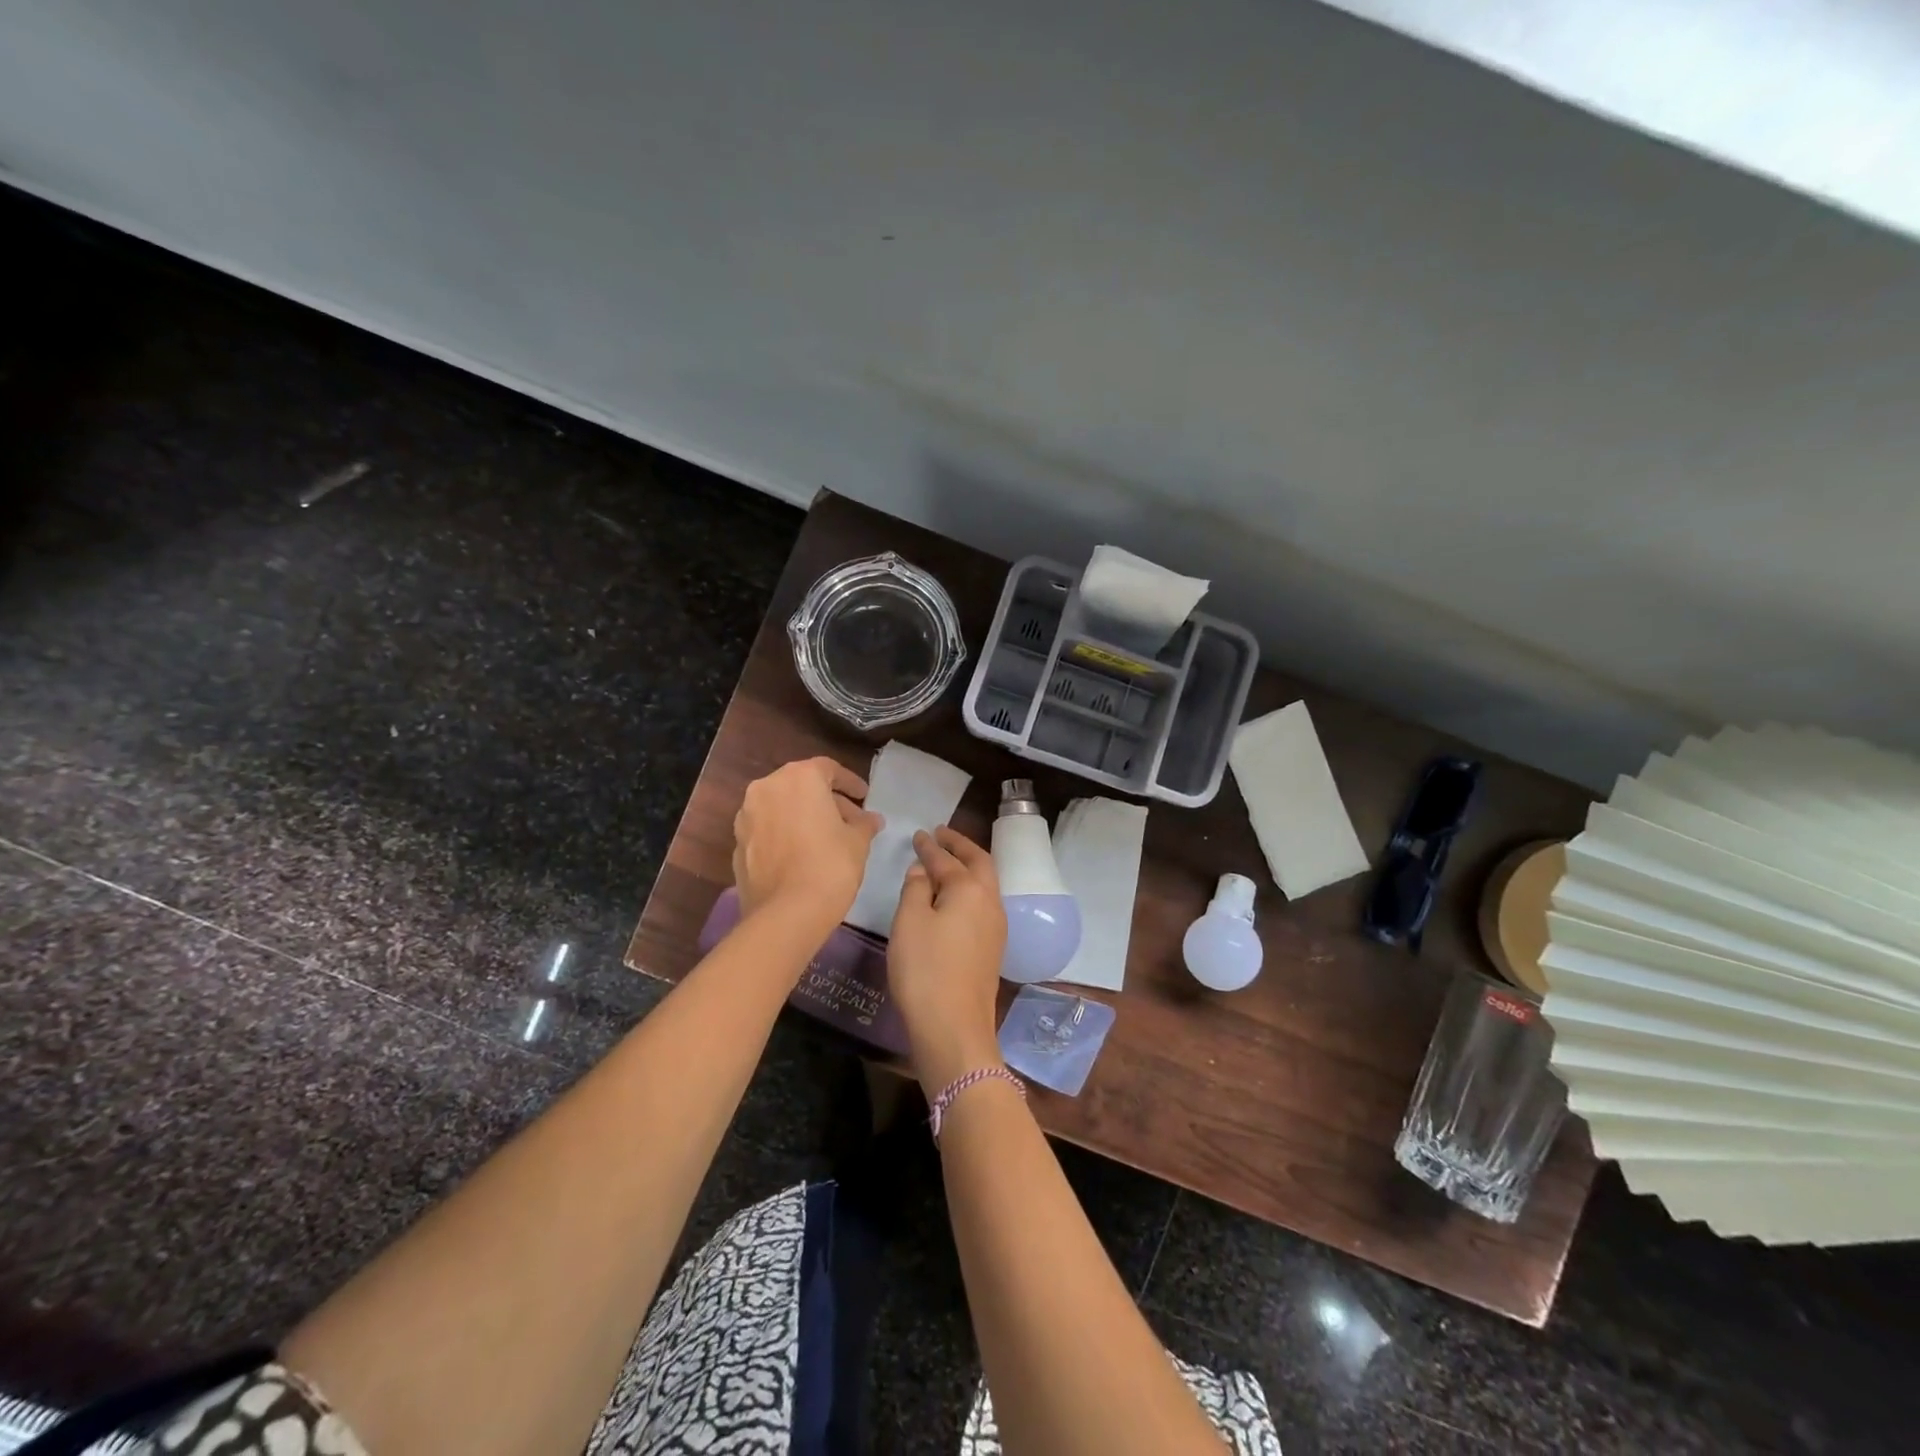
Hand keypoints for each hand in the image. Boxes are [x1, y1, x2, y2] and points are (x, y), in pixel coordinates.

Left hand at [732, 757, 881, 929]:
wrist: (786, 913)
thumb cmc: (830, 865)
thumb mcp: (858, 841)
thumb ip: (864, 823)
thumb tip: (871, 819)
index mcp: (799, 777)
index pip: (829, 769)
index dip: (850, 783)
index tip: (865, 798)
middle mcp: (767, 788)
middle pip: (802, 786)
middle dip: (827, 801)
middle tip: (850, 821)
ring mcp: (747, 816)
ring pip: (781, 807)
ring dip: (803, 817)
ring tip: (826, 839)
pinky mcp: (737, 843)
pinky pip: (767, 830)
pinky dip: (785, 834)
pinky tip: (802, 855)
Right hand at [888, 826, 1007, 1094]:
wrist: (954, 1027)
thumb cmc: (925, 969)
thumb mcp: (909, 922)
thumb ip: (916, 889)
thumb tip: (923, 870)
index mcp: (970, 889)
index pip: (947, 859)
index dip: (930, 846)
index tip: (918, 834)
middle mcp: (990, 902)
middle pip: (979, 863)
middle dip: (960, 846)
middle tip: (941, 835)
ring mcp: (996, 927)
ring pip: (985, 884)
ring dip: (968, 867)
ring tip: (948, 861)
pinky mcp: (993, 948)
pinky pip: (983, 904)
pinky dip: (969, 889)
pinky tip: (954, 898)